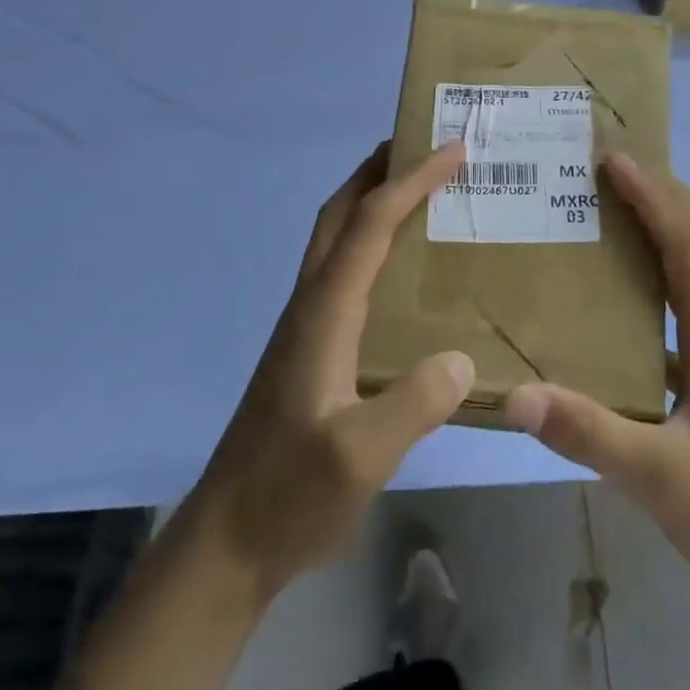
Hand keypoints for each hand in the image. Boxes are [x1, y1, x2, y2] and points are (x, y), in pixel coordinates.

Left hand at [187, 141, 473, 597]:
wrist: (229, 541)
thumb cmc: (290, 495)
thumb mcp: (361, 456)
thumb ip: (414, 404)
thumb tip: (461, 358)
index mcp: (322, 313)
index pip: (370, 226)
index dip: (411, 182)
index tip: (453, 150)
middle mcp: (310, 306)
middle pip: (339, 216)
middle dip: (378, 172)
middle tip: (425, 148)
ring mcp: (305, 328)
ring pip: (336, 242)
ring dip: (372, 204)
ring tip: (421, 194)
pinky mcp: (309, 351)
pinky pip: (343, 275)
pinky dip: (371, 246)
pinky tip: (401, 275)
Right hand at [504, 153, 689, 608]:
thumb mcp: (661, 479)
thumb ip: (589, 434)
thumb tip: (517, 394)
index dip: (654, 198)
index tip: (612, 160)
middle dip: (658, 198)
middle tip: (605, 170)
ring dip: (661, 233)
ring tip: (609, 214)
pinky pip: (687, 310)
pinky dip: (658, 282)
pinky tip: (620, 301)